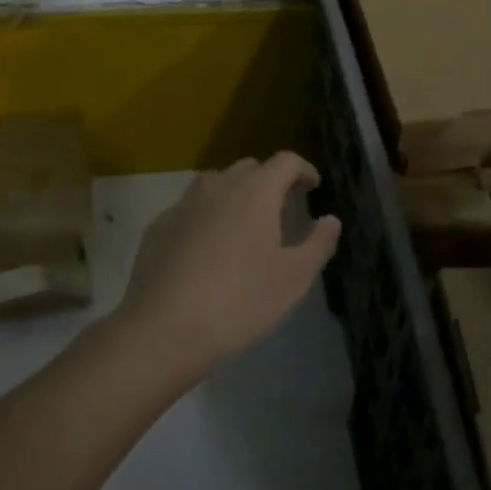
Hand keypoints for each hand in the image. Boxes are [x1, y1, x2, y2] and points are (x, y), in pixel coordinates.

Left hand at [118, 153, 340, 377]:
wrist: (164, 327)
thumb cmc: (239, 301)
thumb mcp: (293, 279)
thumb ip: (318, 244)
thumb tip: (331, 219)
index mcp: (256, 191)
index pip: (286, 161)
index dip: (303, 169)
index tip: (313, 186)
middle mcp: (219, 185)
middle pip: (250, 168)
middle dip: (269, 181)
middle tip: (280, 209)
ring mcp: (184, 203)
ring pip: (216, 184)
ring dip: (234, 195)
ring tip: (242, 225)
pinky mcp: (159, 225)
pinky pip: (190, 209)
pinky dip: (205, 217)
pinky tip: (205, 248)